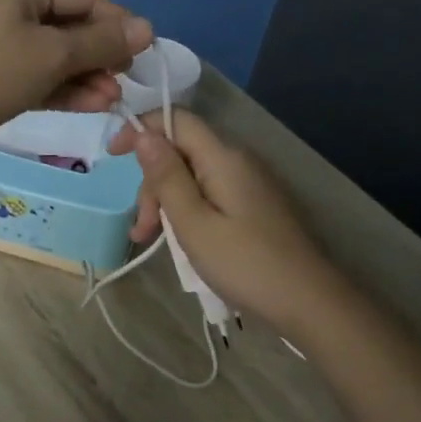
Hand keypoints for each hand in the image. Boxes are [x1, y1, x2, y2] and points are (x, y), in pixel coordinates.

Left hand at [0, 0, 153, 162]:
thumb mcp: (52, 55)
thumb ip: (101, 43)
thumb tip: (147, 28)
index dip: (117, 24)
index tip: (143, 54)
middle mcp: (5, 1)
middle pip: (67, 25)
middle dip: (99, 57)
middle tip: (124, 84)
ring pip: (51, 53)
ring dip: (83, 76)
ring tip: (111, 101)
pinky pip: (32, 72)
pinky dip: (59, 87)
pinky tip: (89, 105)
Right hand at [109, 109, 348, 335]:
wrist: (308, 301)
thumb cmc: (244, 263)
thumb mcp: (193, 223)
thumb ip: (166, 177)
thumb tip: (144, 134)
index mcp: (223, 158)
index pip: (177, 119)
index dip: (141, 128)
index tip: (111, 155)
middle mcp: (237, 161)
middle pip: (181, 152)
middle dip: (152, 183)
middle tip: (141, 229)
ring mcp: (249, 184)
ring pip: (193, 177)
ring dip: (166, 202)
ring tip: (150, 241)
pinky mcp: (254, 205)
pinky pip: (210, 194)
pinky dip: (187, 211)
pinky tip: (180, 240)